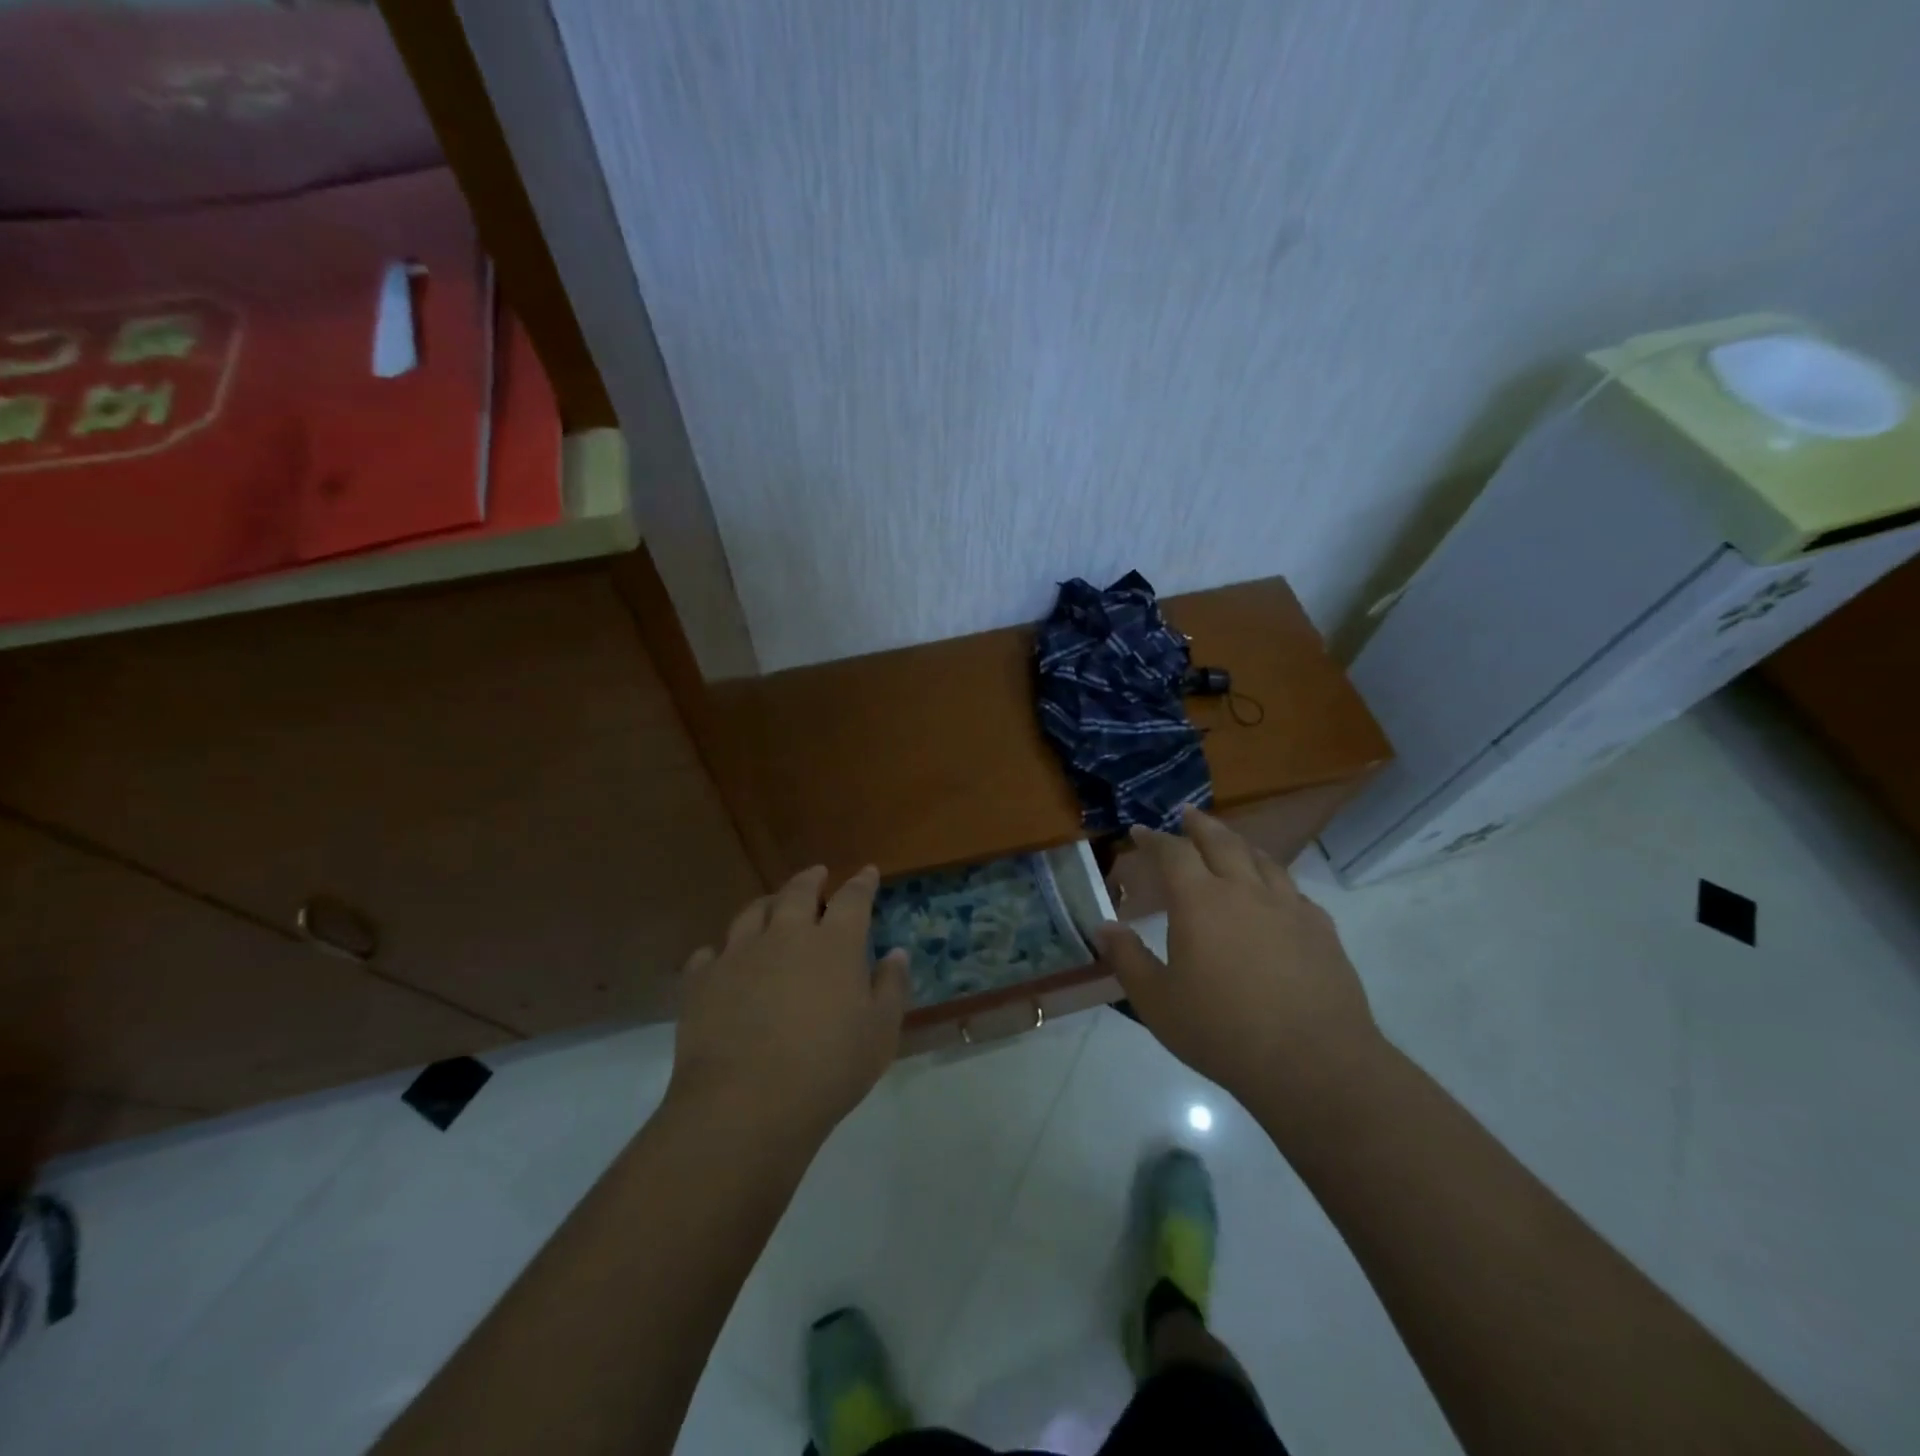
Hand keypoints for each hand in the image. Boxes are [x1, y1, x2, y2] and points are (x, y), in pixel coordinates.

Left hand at [668, 866, 909, 1143]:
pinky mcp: (701, 980)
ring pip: (752, 913)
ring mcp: (738, 954)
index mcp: (834, 944)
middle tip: (817, 874)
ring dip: (767, 904)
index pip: (852, 899)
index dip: (862, 883)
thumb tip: (896, 953)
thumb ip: (891, 987)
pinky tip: (722, 958)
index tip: (867, 872)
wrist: (745, 1104)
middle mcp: (786, 935)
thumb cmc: (828, 1069)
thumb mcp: (880, 1033)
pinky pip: (709, 953)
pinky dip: (720, 951)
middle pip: (798, 892)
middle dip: (811, 879)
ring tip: (772, 904)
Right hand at [1095, 808, 1382, 1127]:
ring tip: (1230, 842)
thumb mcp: (1157, 1002)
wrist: (1314, 1063)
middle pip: (1221, 842)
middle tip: (1187, 814)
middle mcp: (1245, 891)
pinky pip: (1294, 891)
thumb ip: (1127, 959)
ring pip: (1262, 859)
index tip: (1139, 831)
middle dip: (1200, 825)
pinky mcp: (1321, 929)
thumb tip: (1103, 927)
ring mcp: (1288, 907)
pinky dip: (1275, 880)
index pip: (1173, 853)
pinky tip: (1275, 893)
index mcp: (1200, 902)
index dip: (1153, 839)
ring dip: (1240, 843)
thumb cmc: (1222, 1031)